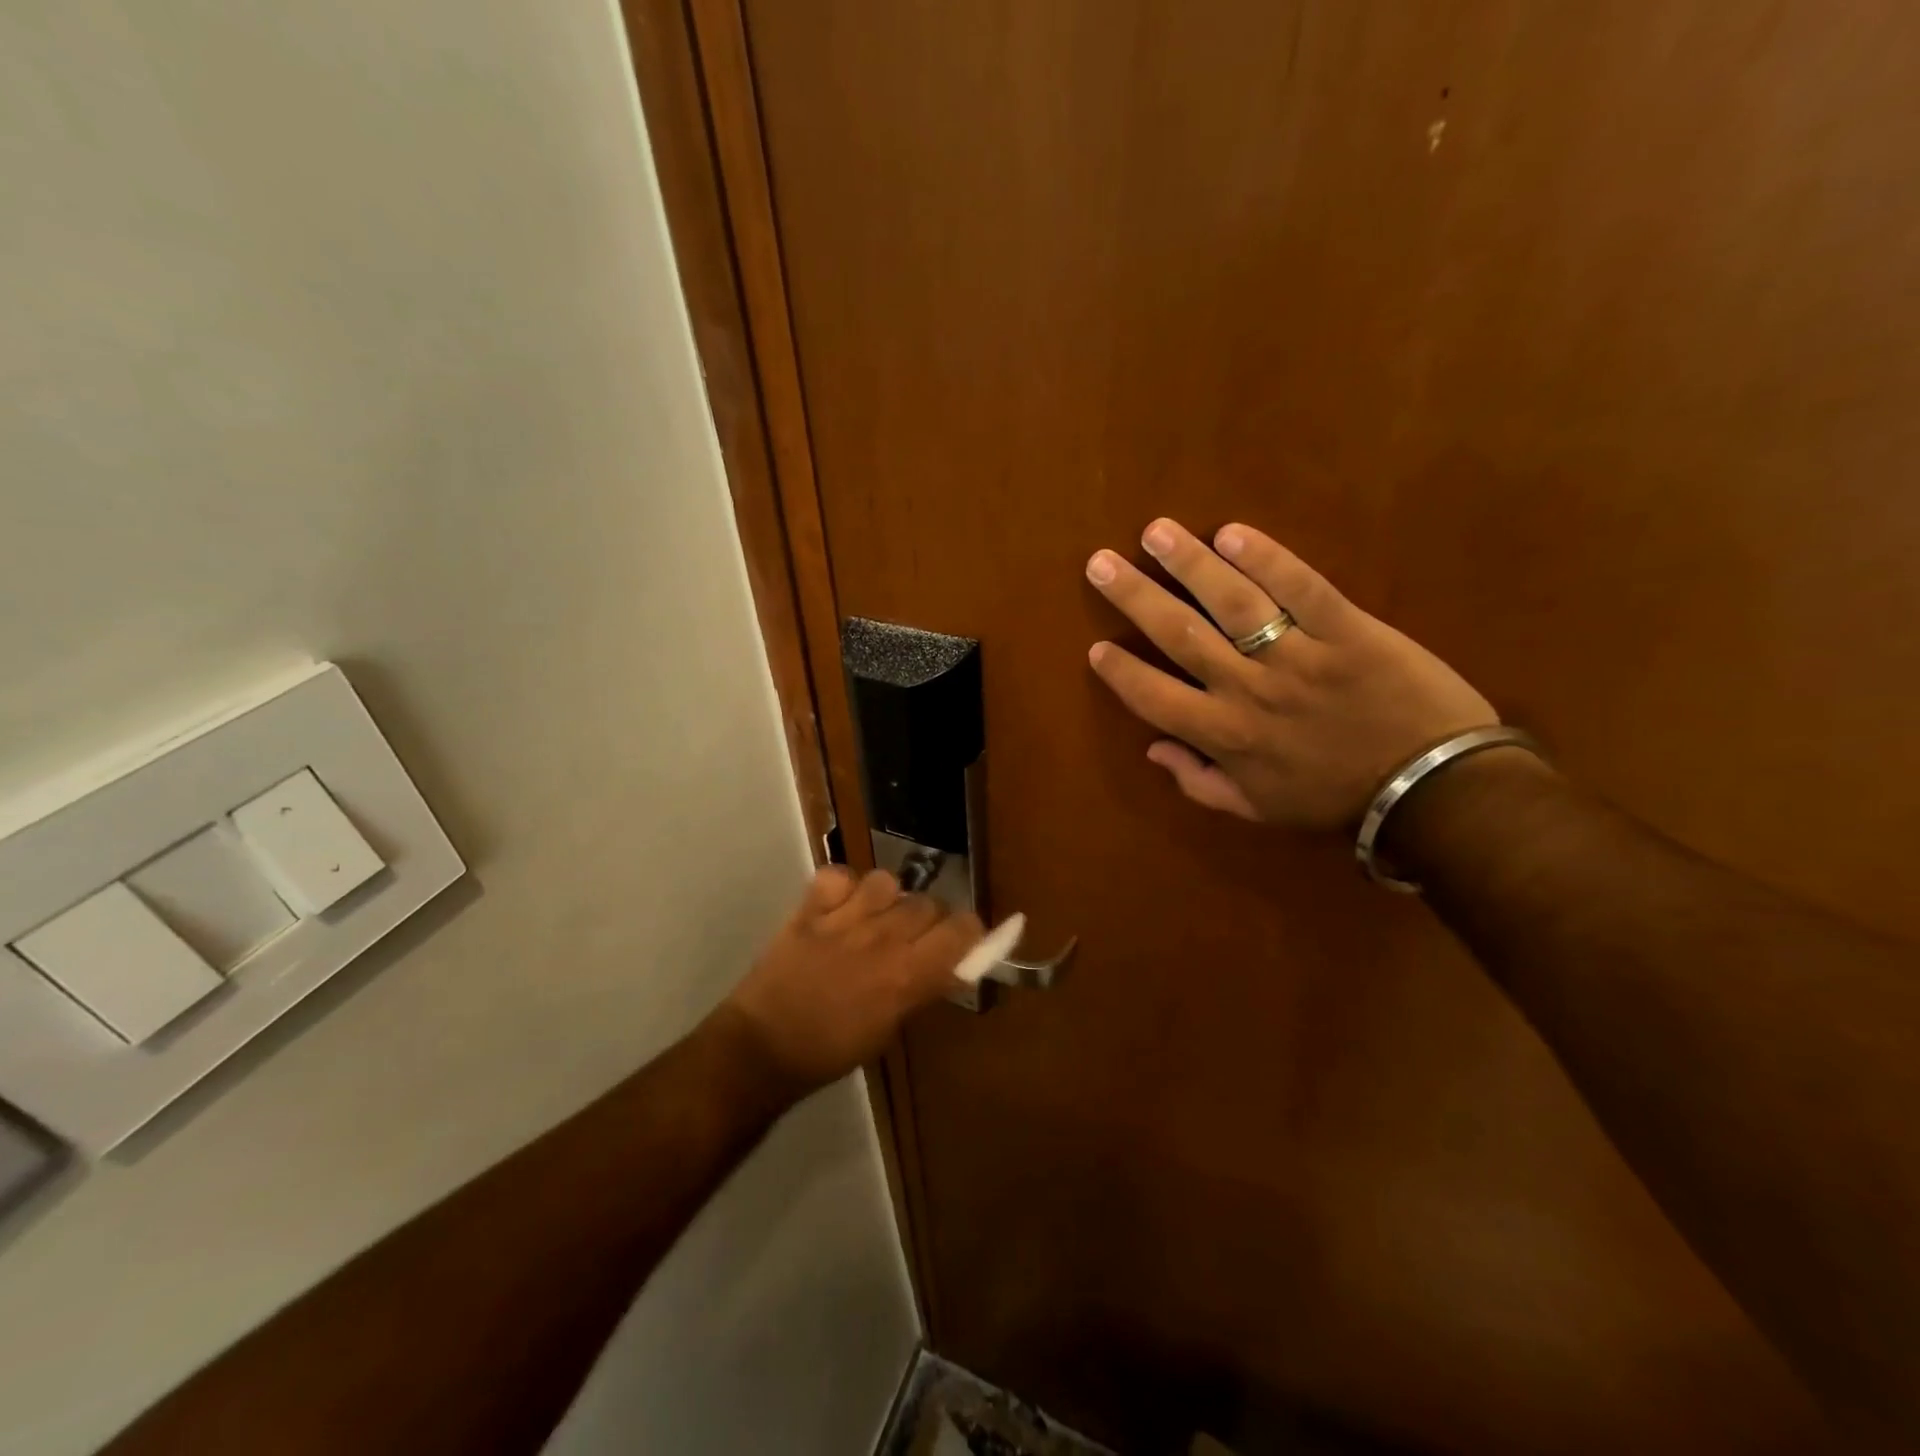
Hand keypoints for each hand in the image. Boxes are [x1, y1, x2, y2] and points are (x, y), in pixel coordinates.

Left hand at [720, 866, 982, 1090]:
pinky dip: (842, 885)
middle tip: (912, 938)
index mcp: (908, 975)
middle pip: (929, 902)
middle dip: (928, 918)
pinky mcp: (809, 909)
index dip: (968, 932)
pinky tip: (837, 905)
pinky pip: (838, 875)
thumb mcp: (889, 1030)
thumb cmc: (831, 1051)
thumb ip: (922, 990)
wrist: (763, 1049)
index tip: (959, 942)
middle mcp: (883, 939)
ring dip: (887, 898)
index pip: (963, 928)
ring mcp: (844, 919)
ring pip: (887, 881)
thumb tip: (951, 967)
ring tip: (873, 916)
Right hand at [1085, 518, 1496, 830]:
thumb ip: (1200, 783)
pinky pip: (1302, 588)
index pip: (1154, 697)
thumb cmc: (1335, 799)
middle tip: (1101, 563)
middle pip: (1180, 635)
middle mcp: (1248, 690)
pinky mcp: (1348, 630)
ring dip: (1190, 564)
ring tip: (1156, 532)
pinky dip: (1268, 558)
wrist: (1430, 790)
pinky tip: (1232, 533)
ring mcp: (1298, 657)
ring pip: (1233, 603)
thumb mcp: (1258, 810)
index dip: (1120, 672)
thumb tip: (1153, 749)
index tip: (1096, 646)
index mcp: (1224, 737)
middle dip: (1135, 597)